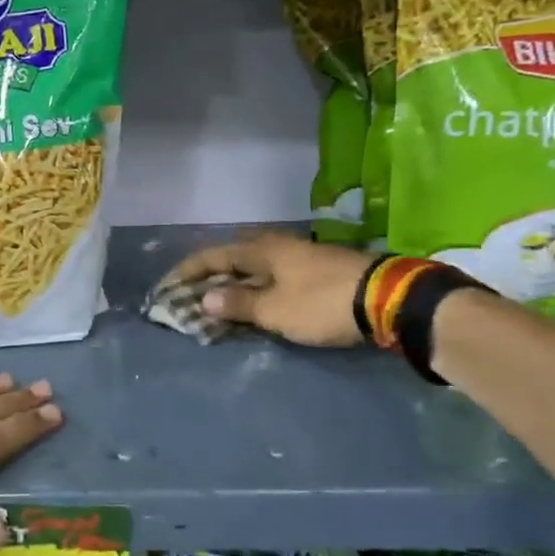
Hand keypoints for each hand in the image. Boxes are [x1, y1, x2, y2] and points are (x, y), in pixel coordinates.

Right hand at [164, 233, 373, 346]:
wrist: (385, 299)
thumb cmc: (320, 303)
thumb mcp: (274, 310)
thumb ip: (239, 303)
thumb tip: (205, 297)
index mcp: (262, 249)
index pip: (215, 255)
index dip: (189, 270)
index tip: (168, 284)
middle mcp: (279, 245)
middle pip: (236, 254)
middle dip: (213, 271)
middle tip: (195, 290)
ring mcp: (303, 255)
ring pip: (259, 264)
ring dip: (238, 280)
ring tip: (224, 298)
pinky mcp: (321, 270)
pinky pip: (277, 274)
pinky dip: (260, 286)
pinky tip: (261, 300)